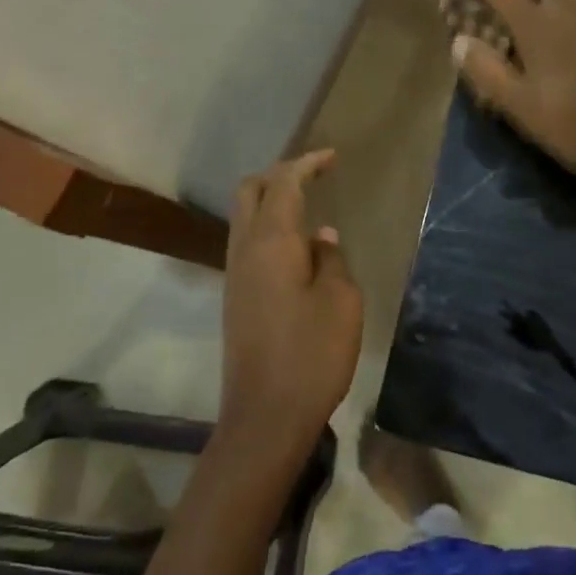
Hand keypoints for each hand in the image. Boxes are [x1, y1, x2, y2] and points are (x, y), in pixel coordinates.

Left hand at [219, 151, 362, 461]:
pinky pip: (248, 246)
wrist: (265, 417)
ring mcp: (234, 276)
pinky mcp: (235, 300)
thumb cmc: (312, 354)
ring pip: (244, 219)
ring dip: (270, 202)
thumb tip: (320, 238)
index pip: (283, 184)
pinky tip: (297, 249)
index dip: (306, 164)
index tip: (332, 157)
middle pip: (249, 192)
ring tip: (307, 207)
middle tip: (313, 176)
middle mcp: (244, 251)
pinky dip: (269, 230)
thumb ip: (331, 260)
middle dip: (278, 175)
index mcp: (271, 243)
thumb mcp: (341, 301)